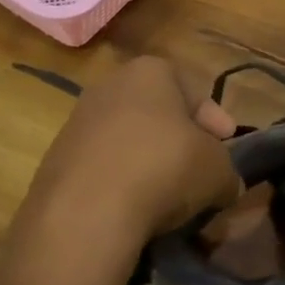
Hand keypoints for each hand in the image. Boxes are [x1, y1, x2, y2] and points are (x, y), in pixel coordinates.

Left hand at [19, 57, 240, 258]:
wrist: (85, 212)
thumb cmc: (163, 168)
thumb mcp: (217, 170)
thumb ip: (227, 171)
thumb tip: (225, 184)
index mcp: (150, 71)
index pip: (193, 91)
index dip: (215, 121)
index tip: (227, 145)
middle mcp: (110, 86)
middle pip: (158, 114)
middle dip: (180, 141)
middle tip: (199, 171)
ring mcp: (78, 122)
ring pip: (128, 141)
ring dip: (149, 164)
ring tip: (168, 199)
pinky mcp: (56, 160)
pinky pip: (103, 169)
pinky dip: (121, 184)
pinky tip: (134, 211)